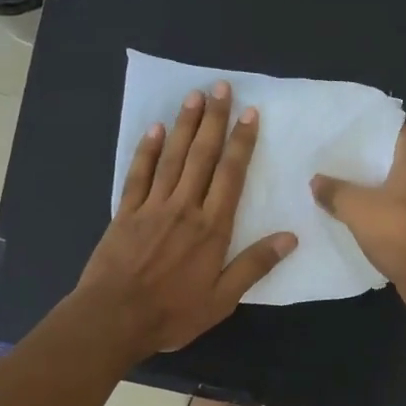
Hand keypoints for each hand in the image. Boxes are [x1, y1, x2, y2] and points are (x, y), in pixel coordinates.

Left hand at [77, 81, 296, 354]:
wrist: (114, 317)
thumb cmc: (173, 313)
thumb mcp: (222, 299)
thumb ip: (254, 265)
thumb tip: (290, 238)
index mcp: (212, 228)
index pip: (231, 175)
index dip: (241, 143)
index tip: (249, 114)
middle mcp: (184, 208)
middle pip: (202, 156)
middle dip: (214, 120)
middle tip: (222, 87)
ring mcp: (152, 207)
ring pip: (172, 157)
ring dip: (185, 125)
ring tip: (195, 96)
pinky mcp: (126, 213)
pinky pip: (138, 174)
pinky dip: (147, 150)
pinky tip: (155, 129)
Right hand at [311, 125, 405, 295]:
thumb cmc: (400, 232)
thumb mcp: (357, 209)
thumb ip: (334, 191)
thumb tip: (316, 182)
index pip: (390, 130)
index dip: (363, 134)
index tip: (337, 141)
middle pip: (396, 157)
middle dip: (368, 163)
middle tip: (334, 165)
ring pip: (403, 183)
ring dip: (379, 188)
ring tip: (345, 190)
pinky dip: (390, 209)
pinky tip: (366, 217)